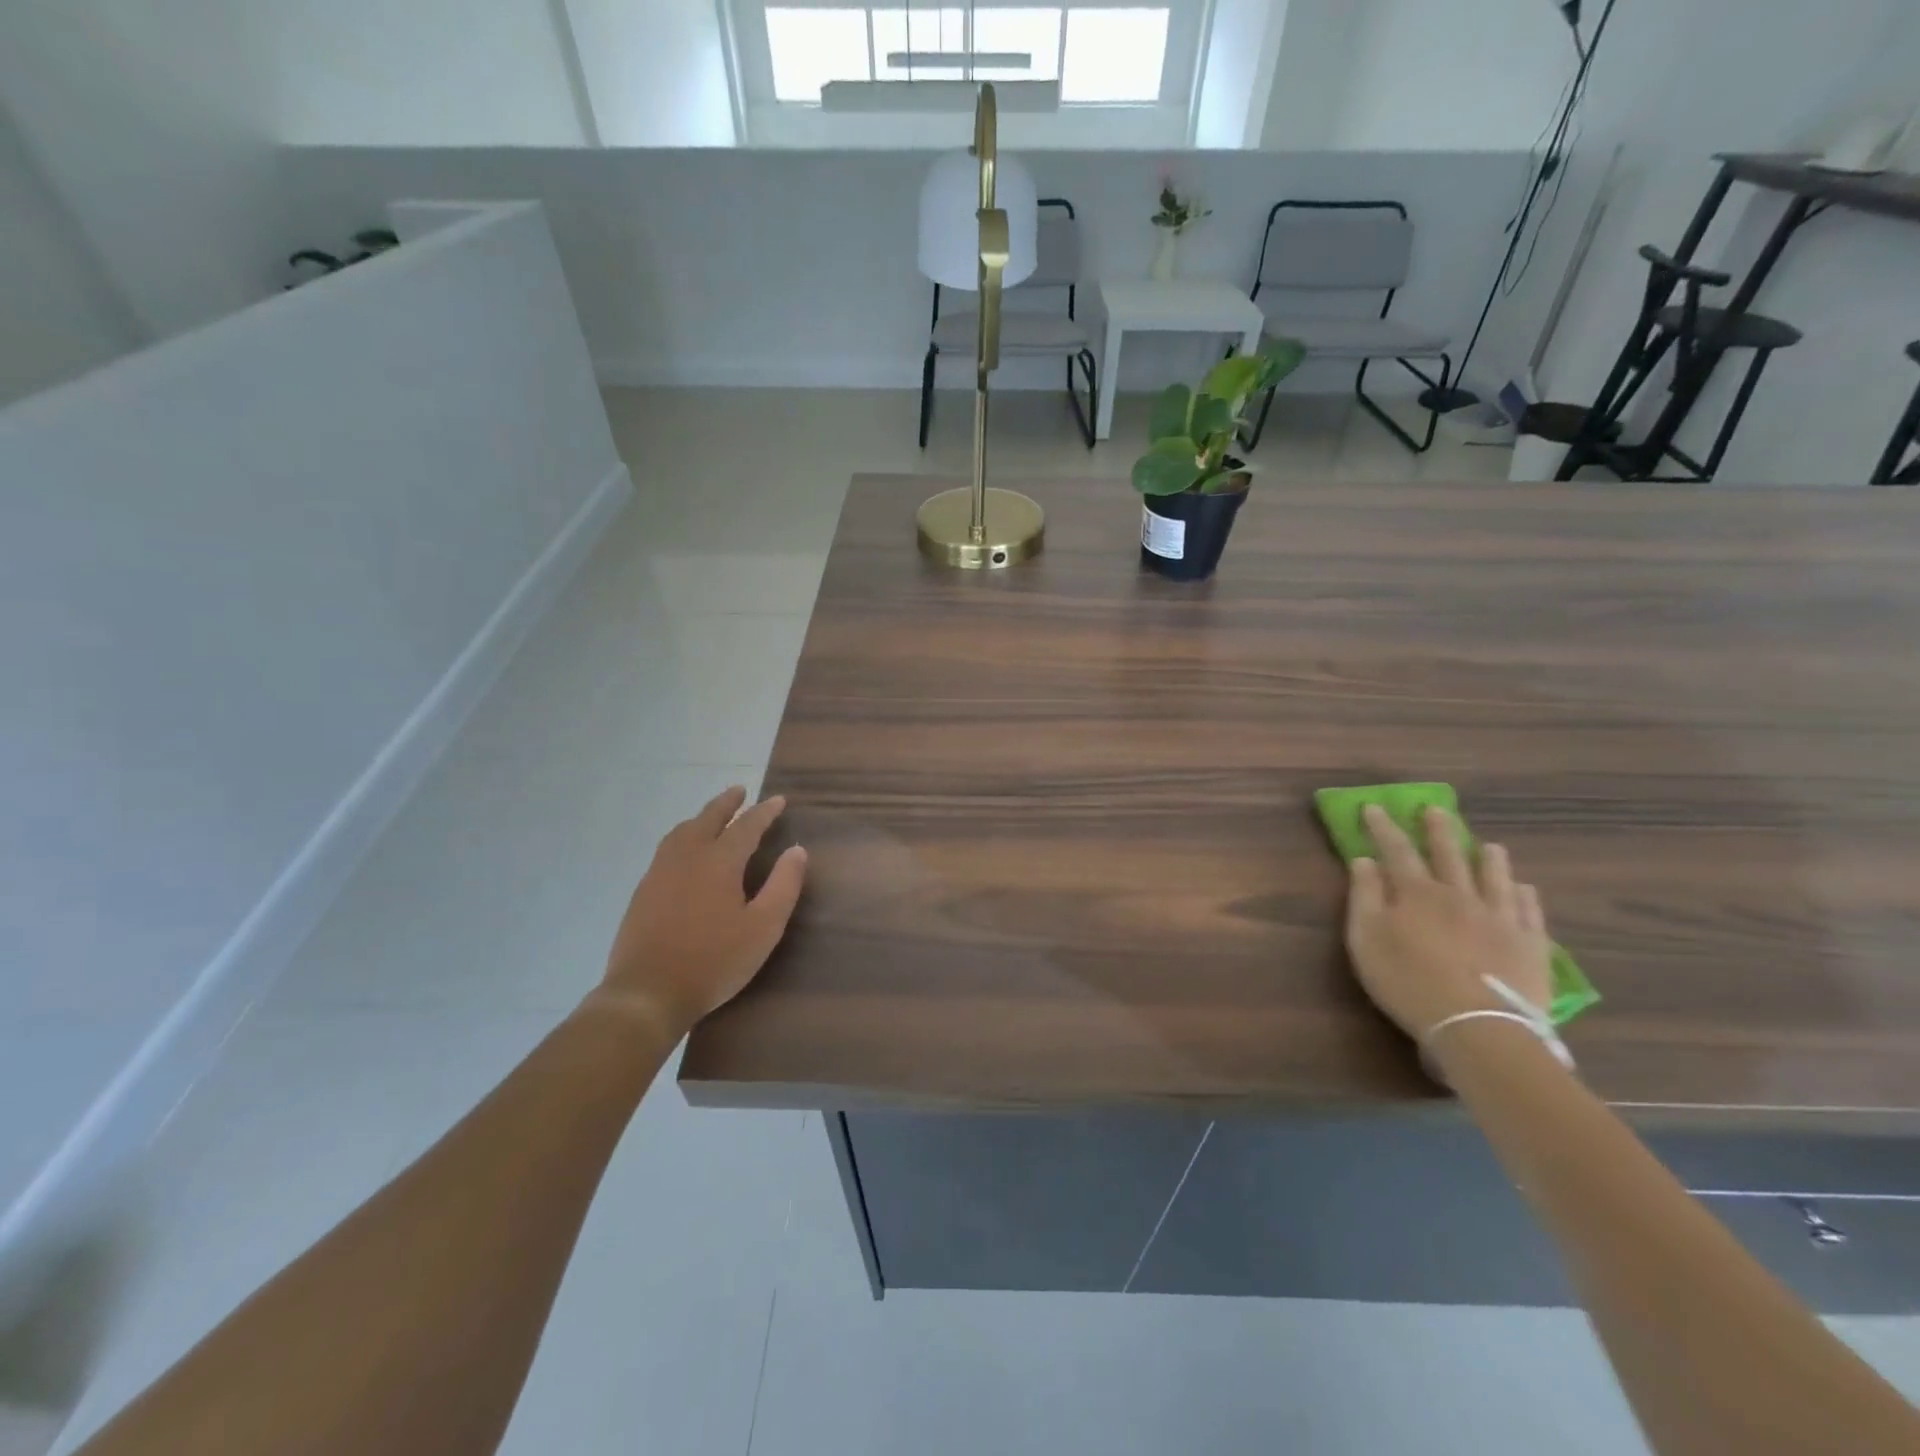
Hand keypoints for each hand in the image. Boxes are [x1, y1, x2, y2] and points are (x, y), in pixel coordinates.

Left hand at [592, 787, 807, 1035]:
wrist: (647, 993)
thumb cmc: (714, 961)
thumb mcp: (763, 928)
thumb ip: (783, 886)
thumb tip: (797, 851)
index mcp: (719, 861)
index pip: (747, 826)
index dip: (765, 812)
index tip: (778, 801)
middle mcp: (687, 856)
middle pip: (708, 818)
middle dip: (727, 803)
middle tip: (740, 791)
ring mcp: (660, 872)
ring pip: (682, 831)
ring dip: (701, 817)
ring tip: (712, 816)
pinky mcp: (643, 891)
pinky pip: (666, 849)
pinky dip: (683, 837)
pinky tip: (684, 852)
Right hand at [1344, 805, 1550, 1039]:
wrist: (1477, 1026)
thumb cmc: (1408, 981)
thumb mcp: (1366, 938)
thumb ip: (1364, 896)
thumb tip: (1364, 860)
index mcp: (1417, 893)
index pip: (1396, 850)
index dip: (1383, 827)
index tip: (1374, 807)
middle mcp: (1460, 896)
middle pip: (1449, 854)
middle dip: (1439, 830)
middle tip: (1436, 809)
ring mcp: (1500, 919)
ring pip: (1496, 879)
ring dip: (1490, 859)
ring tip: (1490, 844)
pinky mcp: (1530, 946)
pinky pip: (1530, 913)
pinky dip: (1526, 897)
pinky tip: (1526, 889)